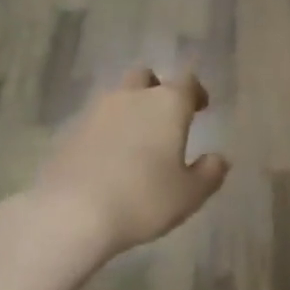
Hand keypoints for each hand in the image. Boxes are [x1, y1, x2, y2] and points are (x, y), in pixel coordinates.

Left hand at [31, 67, 228, 261]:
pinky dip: (106, 130)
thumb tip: (218, 158)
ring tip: (136, 139)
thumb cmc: (143, 199)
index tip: (201, 106)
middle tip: (165, 116)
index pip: (187, 82)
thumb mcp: (189, 194)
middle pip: (146, 77)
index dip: (196, 92)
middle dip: (157, 89)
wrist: (72, 212)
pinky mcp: (70, 130)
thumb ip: (209, 173)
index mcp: (167, 105)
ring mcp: (96, 111)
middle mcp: (131, 97)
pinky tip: (109, 157)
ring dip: (130, 109)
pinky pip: (95, 120)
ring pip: (118, 96)